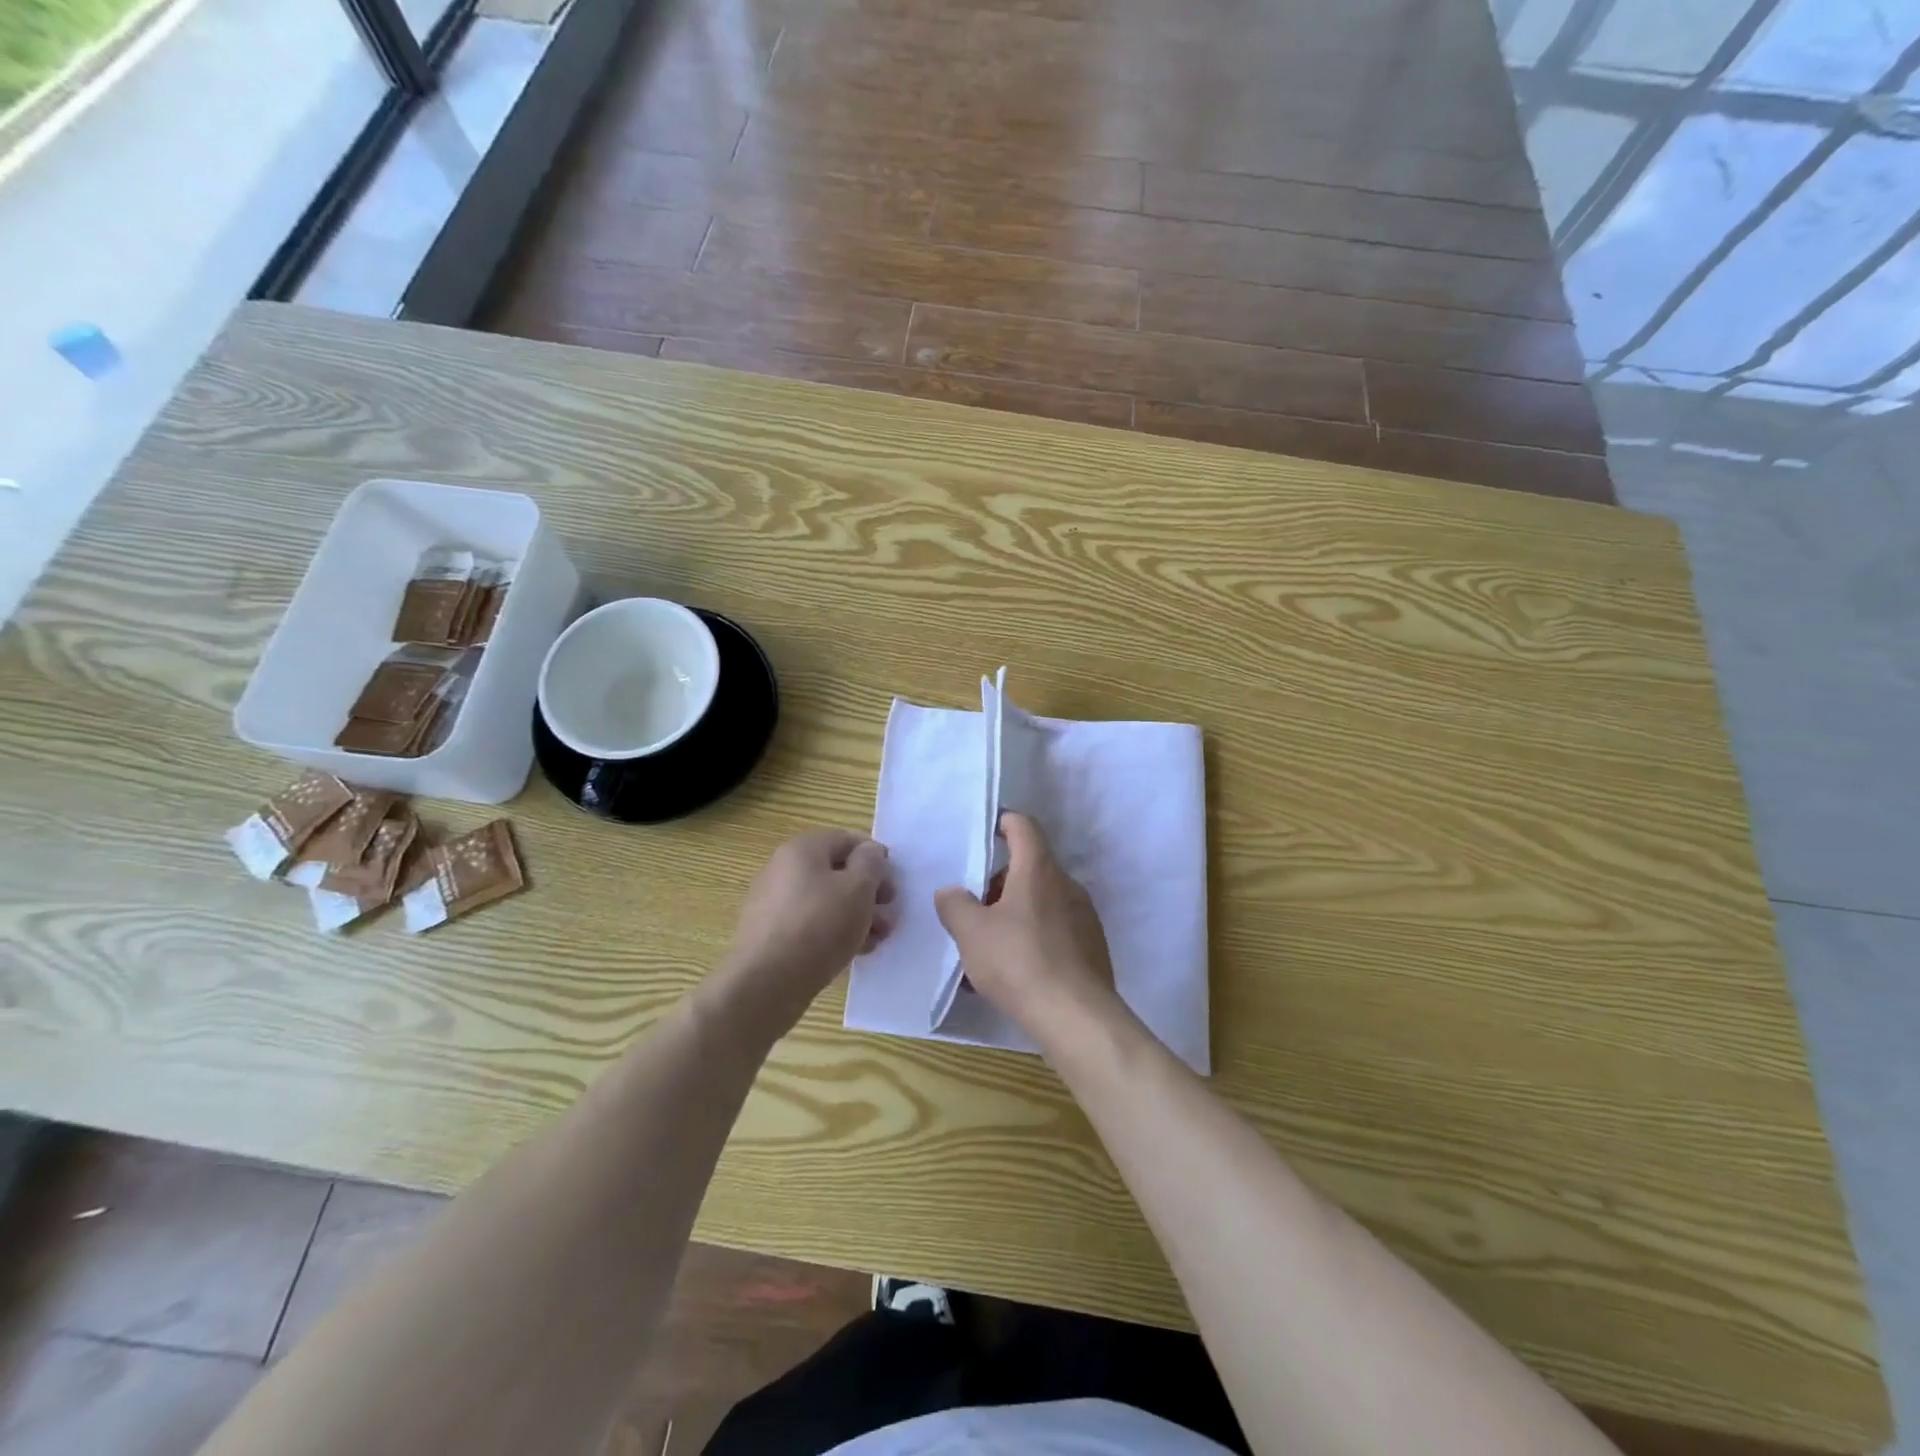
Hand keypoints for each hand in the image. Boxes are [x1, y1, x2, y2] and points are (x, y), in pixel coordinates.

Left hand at [724, 830, 895, 1024]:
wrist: (766, 983)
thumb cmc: (819, 926)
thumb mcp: (858, 888)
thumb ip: (871, 863)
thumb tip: (869, 852)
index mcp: (802, 849)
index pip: (847, 840)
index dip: (875, 857)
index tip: (894, 884)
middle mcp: (783, 870)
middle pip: (837, 872)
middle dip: (869, 892)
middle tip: (890, 914)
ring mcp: (774, 903)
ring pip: (826, 901)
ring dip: (857, 915)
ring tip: (878, 939)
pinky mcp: (772, 935)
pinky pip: (811, 924)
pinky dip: (834, 933)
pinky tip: (854, 952)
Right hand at [935, 813, 1118, 1042]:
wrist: (1077, 1017)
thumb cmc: (1019, 962)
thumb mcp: (971, 933)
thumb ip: (955, 905)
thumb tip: (950, 892)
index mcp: (1039, 870)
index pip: (1024, 827)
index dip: (1004, 822)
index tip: (986, 831)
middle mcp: (1067, 885)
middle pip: (1030, 868)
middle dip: (1000, 882)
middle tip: (974, 907)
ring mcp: (1084, 917)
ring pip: (1042, 902)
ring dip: (1015, 914)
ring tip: (988, 947)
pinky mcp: (1092, 948)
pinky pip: (1056, 931)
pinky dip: (1033, 939)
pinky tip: (1014, 972)